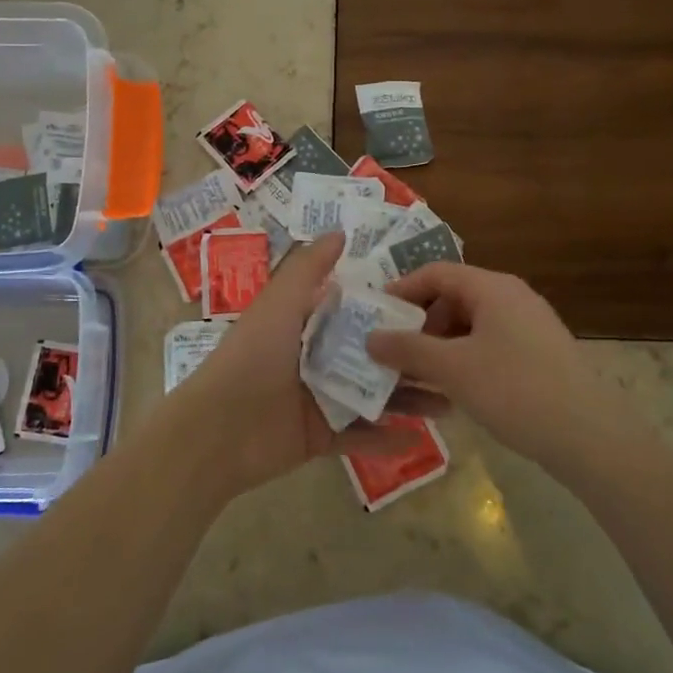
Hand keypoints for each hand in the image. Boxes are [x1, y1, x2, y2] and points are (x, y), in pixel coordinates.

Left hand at [169, 235, 431, 498]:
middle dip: (410, 358)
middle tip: (454, 357)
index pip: (354, 311)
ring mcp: (319, 400)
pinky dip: (385, 439)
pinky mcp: (320, 437)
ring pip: (372, 396)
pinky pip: (359, 437)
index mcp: (305, 325)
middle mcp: (315, 359)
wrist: (219, 431)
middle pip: (371, 356)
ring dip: (407, 399)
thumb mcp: (279, 303)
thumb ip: (307, 268)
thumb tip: (340, 232)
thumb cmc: (252, 357)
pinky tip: (420, 439)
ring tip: (450, 401)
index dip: (389, 306)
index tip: (433, 304)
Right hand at [367, 263, 621, 472]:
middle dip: (419, 323)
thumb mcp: (452, 369)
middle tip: (393, 351)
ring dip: (440, 346)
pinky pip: (490, 345)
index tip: (375, 315)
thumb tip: (370, 337)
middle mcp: (512, 297)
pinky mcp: (539, 355)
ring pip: (471, 325)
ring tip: (417, 376)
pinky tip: (452, 392)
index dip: (401, 289)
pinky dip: (464, 360)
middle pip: (453, 297)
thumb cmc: (515, 390)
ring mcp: (529, 326)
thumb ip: (408, 350)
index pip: (436, 272)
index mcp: (492, 287)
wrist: (589, 436)